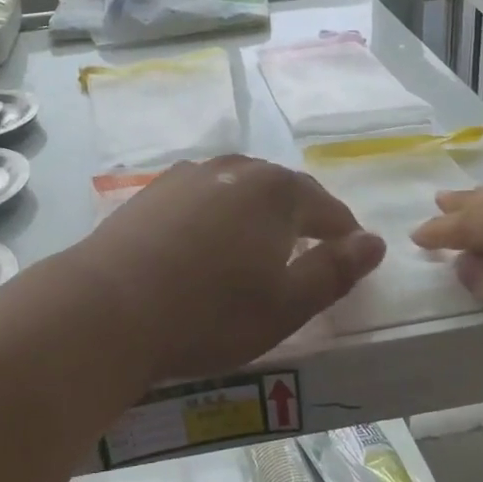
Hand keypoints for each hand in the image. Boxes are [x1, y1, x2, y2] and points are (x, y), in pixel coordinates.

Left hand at [78, 156, 386, 385]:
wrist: (108, 308)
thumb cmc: (209, 313)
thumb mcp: (287, 304)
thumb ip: (336, 270)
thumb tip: (374, 242)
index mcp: (276, 191)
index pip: (326, 207)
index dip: (344, 232)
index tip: (352, 255)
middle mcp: (235, 169)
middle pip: (283, 190)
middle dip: (302, 217)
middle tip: (308, 252)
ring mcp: (189, 175)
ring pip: (239, 188)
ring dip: (257, 213)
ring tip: (258, 245)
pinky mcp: (153, 191)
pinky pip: (203, 196)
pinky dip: (217, 214)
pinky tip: (206, 240)